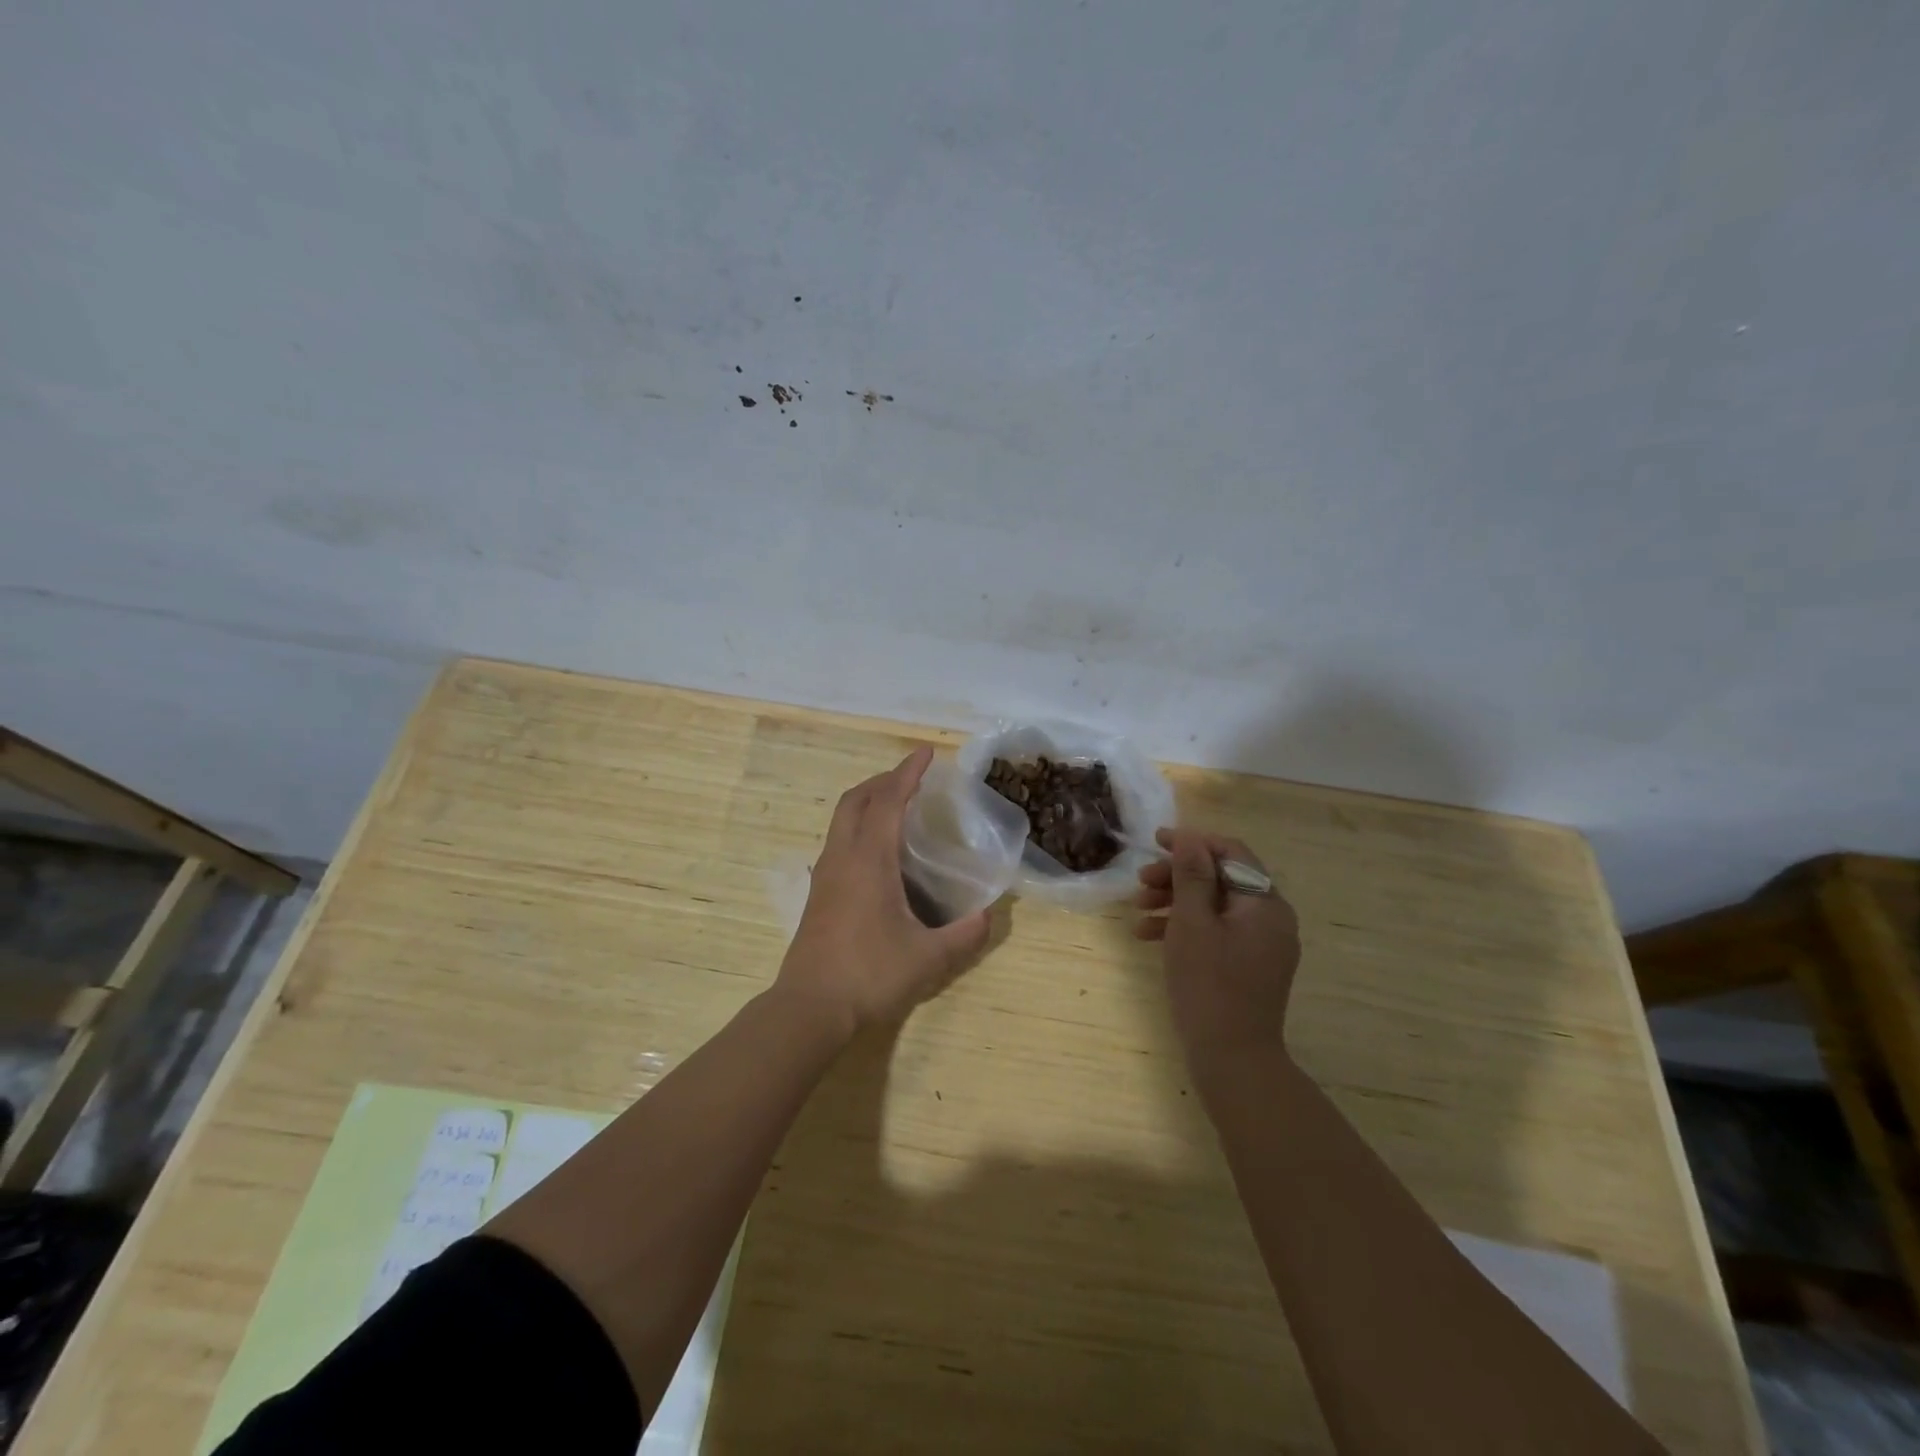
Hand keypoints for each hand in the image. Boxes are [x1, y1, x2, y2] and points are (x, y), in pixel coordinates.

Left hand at [777, 747, 992, 1034]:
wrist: (809, 1008)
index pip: (888, 801)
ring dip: (867, 801)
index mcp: (868, 860)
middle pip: (855, 799)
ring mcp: (825, 874)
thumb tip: (988, 916)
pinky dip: (858, 825)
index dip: (907, 773)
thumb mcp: (927, 959)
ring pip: (841, 819)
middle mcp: (842, 857)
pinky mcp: (818, 893)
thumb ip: (963, 936)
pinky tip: (877, 851)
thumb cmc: (869, 976)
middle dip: (883, 779)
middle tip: (912, 778)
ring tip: (896, 806)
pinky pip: (838, 840)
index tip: (925, 753)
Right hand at [1135, 828, 1301, 1060]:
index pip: (1231, 853)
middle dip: (1178, 876)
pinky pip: (1217, 932)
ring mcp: (1262, 945)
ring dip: (1175, 901)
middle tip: (1140, 882)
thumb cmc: (1209, 985)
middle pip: (1221, 879)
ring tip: (1138, 911)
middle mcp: (1271, 919)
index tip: (1155, 842)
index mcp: (1265, 904)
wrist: (1233, 1060)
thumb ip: (1191, 876)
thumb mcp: (1192, 923)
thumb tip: (1189, 837)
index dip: (1192, 842)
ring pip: (1215, 906)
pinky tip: (1149, 937)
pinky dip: (1186, 928)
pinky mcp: (1249, 966)